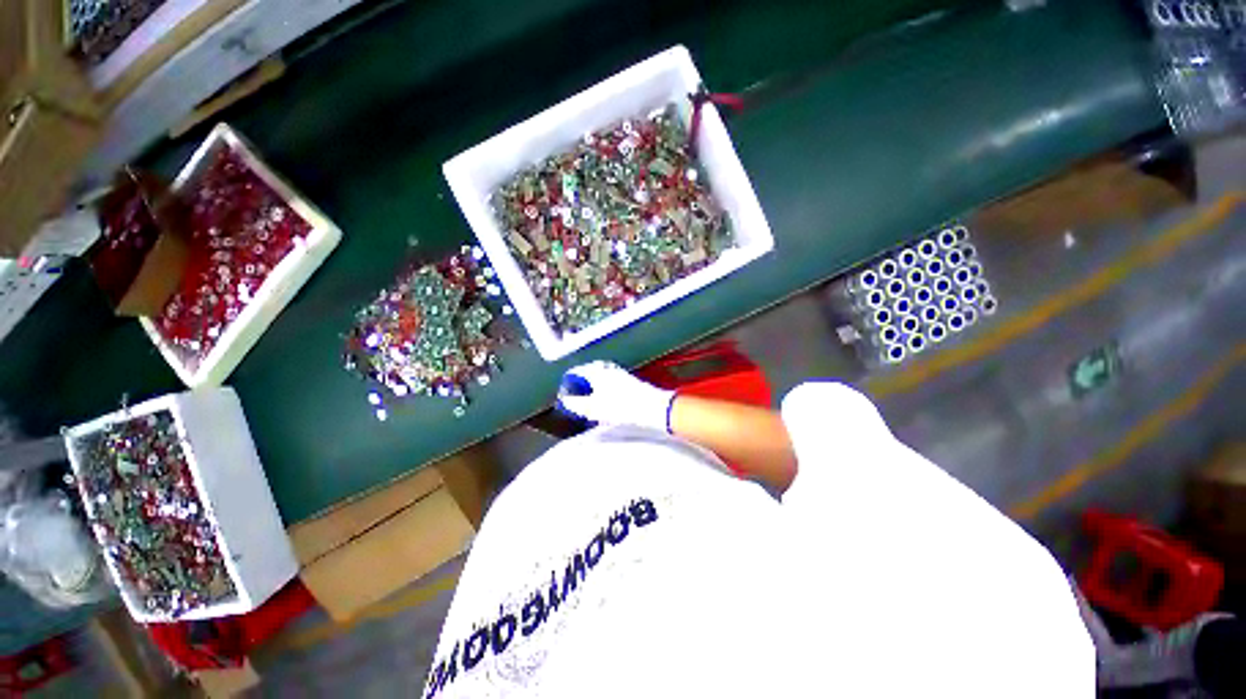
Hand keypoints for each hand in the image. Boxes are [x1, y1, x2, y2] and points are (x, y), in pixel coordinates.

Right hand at [557, 361, 674, 431]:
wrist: (653, 407)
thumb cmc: (622, 407)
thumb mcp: (594, 408)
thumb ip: (577, 404)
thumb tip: (565, 400)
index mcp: (596, 372)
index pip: (575, 371)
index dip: (567, 383)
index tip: (564, 395)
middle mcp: (607, 368)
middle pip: (587, 373)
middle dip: (579, 385)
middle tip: (575, 398)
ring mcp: (619, 373)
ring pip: (599, 377)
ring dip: (591, 388)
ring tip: (589, 402)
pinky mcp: (628, 380)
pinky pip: (609, 381)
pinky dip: (602, 389)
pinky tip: (605, 402)